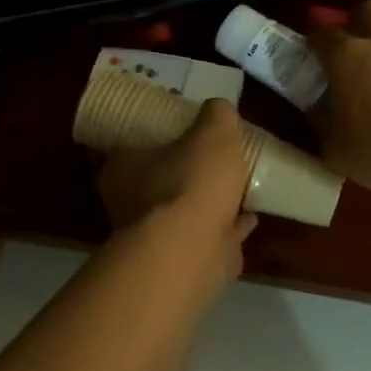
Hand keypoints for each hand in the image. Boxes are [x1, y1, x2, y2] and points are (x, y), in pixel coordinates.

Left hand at [96, 99, 257, 281]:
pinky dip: (227, 229)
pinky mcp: (180, 262)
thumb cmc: (190, 182)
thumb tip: (219, 108)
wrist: (193, 250)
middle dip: (182, 174)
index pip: (128, 148)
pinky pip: (208, 238)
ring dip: (206, 204)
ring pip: (181, 214)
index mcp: (122, 169)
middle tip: (210, 160)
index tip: (179, 134)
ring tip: (235, 188)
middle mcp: (129, 205)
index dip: (153, 140)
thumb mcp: (211, 132)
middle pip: (155, 183)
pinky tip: (249, 218)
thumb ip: (216, 116)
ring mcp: (154, 238)